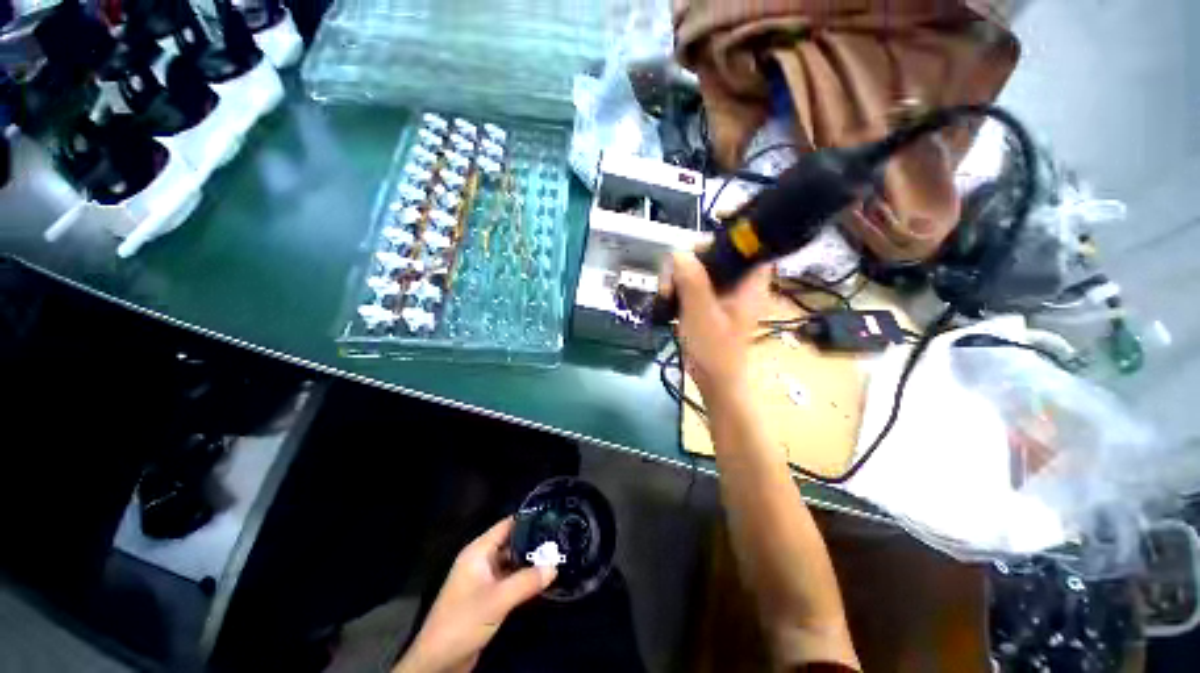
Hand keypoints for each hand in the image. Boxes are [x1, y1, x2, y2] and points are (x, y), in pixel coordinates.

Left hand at [394, 518, 555, 672]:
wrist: (438, 662)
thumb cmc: (464, 620)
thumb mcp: (498, 600)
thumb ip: (527, 581)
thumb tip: (555, 565)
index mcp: (478, 552)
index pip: (507, 525)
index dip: (528, 520)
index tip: (551, 517)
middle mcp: (481, 561)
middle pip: (511, 543)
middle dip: (533, 543)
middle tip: (559, 539)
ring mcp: (484, 580)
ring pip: (512, 563)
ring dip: (530, 563)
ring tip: (557, 556)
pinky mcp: (487, 597)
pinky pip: (509, 580)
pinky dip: (524, 579)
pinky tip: (543, 579)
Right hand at [662, 251, 770, 402]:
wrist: (713, 378)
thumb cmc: (714, 350)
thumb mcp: (702, 315)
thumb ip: (692, 282)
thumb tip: (678, 253)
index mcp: (750, 282)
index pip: (747, 243)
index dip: (730, 231)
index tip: (701, 237)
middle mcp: (739, 281)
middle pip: (716, 252)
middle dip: (690, 260)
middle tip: (672, 280)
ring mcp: (723, 290)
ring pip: (700, 266)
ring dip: (679, 275)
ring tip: (666, 294)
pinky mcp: (710, 299)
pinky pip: (693, 281)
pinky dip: (679, 285)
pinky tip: (668, 298)